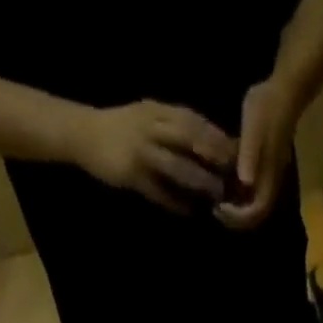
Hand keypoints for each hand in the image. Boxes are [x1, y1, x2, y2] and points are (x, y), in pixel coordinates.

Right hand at [75, 101, 235, 212]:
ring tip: (216, 196)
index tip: (239, 152)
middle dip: (212, 155)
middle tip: (234, 174)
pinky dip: (174, 202)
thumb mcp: (150, 119)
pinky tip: (189, 212)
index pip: (192, 120)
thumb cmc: (124, 129)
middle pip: (187, 138)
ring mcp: (139, 150)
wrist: (83, 133)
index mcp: (157, 111)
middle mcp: (150, 126)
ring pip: (174, 165)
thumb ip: (176, 129)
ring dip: (197, 181)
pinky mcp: (130, 174)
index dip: (216, 136)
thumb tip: (212, 146)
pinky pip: (157, 191)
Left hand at [215, 78, 298, 230]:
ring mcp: (268, 180)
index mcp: (269, 179)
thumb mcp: (254, 129)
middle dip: (234, 218)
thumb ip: (250, 155)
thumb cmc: (267, 109)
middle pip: (254, 216)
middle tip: (213, 208)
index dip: (237, 217)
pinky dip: (237, 197)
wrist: (283, 93)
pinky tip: (222, 185)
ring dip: (235, 210)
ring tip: (215, 200)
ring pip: (252, 207)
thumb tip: (245, 183)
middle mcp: (270, 186)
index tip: (217, 207)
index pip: (255, 213)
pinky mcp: (264, 171)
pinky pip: (250, 194)